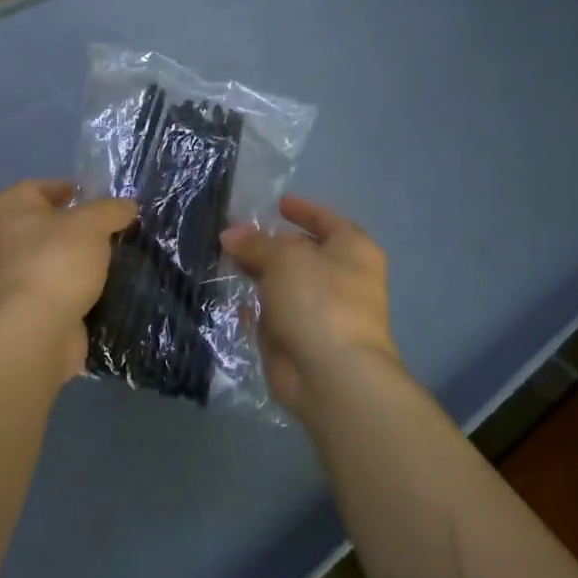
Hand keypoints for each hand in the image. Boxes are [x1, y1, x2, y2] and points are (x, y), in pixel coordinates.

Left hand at [0, 181, 137, 384]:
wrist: (35, 330)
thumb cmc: (56, 261)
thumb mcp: (91, 224)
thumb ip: (111, 210)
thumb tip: (127, 206)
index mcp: (9, 208)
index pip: (39, 187)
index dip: (69, 189)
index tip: (100, 200)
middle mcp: (3, 238)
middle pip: (47, 224)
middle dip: (79, 227)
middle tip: (113, 230)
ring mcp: (12, 276)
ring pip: (53, 258)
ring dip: (79, 260)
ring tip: (114, 259)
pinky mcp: (26, 307)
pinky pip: (57, 288)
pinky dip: (76, 288)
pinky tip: (103, 288)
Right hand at [221, 196, 406, 421]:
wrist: (332, 374)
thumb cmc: (318, 300)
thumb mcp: (283, 259)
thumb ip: (255, 243)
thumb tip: (230, 234)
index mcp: (352, 250)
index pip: (326, 221)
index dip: (303, 210)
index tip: (279, 203)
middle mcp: (342, 278)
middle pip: (301, 253)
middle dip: (269, 244)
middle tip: (234, 234)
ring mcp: (322, 311)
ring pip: (285, 285)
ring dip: (259, 275)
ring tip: (224, 261)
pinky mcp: (302, 339)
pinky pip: (275, 315)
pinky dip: (258, 308)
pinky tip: (235, 302)